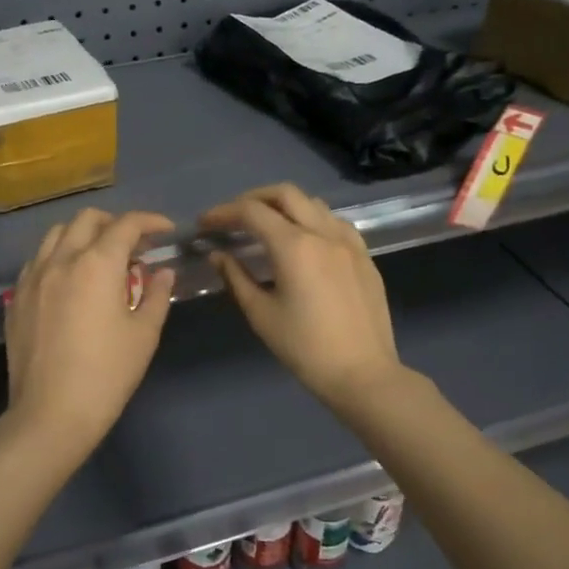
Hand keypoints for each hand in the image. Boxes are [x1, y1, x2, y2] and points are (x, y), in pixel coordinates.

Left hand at [3, 208, 177, 455]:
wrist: (51, 413)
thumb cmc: (107, 374)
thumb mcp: (144, 335)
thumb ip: (157, 295)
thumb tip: (162, 272)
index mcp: (97, 264)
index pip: (126, 225)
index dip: (150, 221)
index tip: (165, 231)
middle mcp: (61, 259)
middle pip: (87, 220)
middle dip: (115, 223)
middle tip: (133, 245)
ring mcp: (33, 277)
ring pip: (56, 234)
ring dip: (83, 235)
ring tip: (99, 257)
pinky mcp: (16, 298)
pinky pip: (37, 261)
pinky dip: (58, 257)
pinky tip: (69, 280)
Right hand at [199, 184, 404, 412]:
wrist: (362, 374)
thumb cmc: (305, 348)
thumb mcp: (261, 314)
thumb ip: (236, 278)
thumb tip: (219, 255)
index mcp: (294, 246)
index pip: (251, 212)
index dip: (223, 213)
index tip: (204, 224)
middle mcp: (323, 233)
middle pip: (284, 194)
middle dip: (253, 198)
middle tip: (233, 217)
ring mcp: (348, 242)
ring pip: (313, 203)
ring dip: (284, 206)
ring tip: (266, 226)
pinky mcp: (364, 256)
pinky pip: (335, 222)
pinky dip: (312, 219)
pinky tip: (304, 240)